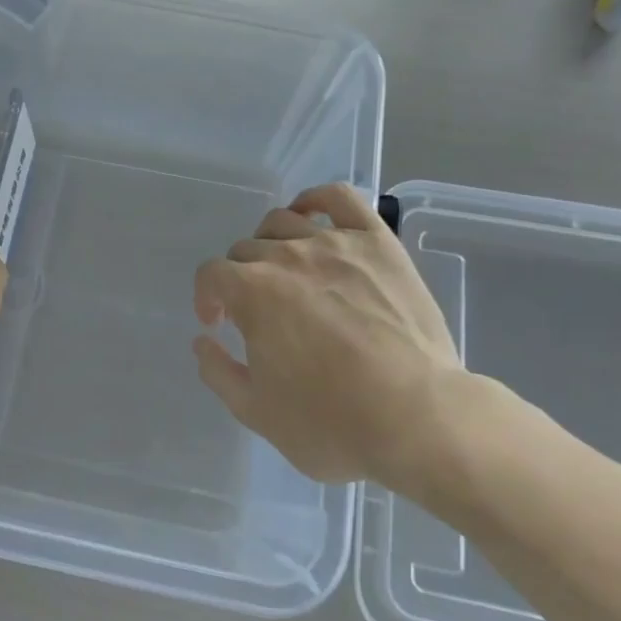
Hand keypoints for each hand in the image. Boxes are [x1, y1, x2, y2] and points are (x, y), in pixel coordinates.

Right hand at [192, 182, 507, 504]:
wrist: (418, 418)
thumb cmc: (332, 422)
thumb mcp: (257, 412)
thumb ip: (218, 372)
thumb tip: (203, 341)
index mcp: (251, 292)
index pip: (211, 275)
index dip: (206, 297)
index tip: (218, 323)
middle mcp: (286, 256)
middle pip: (246, 249)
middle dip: (241, 279)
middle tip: (259, 311)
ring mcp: (335, 243)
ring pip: (284, 222)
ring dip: (271, 244)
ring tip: (284, 269)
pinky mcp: (377, 243)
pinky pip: (339, 198)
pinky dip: (317, 199)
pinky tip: (310, 215)